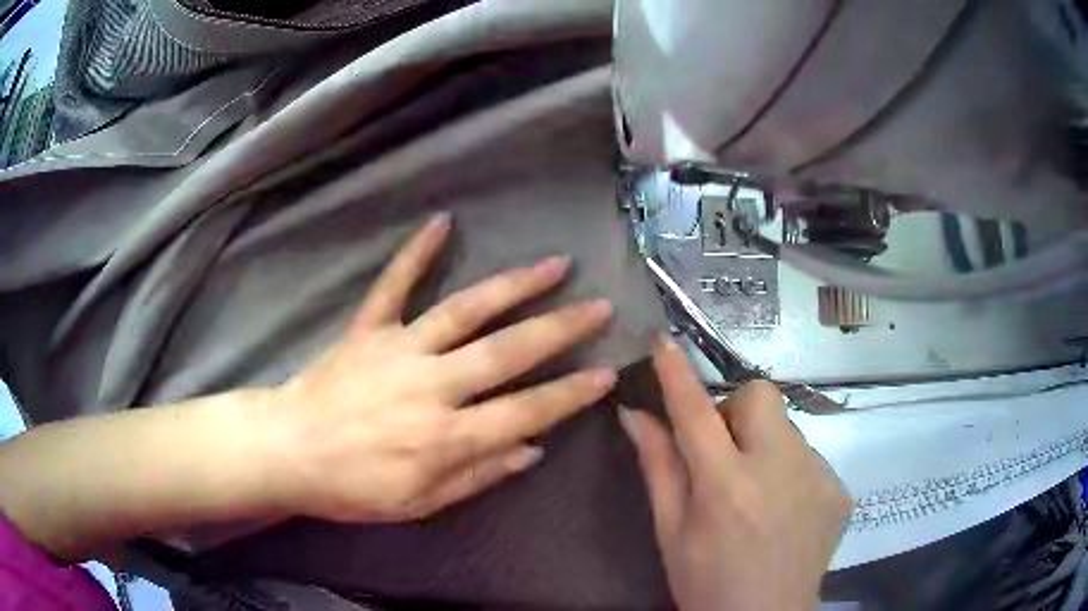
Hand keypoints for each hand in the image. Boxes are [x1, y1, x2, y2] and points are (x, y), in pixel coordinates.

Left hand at [265, 213, 617, 522]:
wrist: (289, 451)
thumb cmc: (354, 488)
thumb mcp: (421, 503)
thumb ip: (478, 475)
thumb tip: (532, 448)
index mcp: (446, 436)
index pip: (525, 411)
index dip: (570, 394)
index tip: (607, 373)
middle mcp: (432, 385)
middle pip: (507, 351)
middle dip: (560, 329)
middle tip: (599, 306)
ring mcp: (399, 349)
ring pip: (466, 310)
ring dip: (514, 285)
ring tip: (554, 264)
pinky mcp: (368, 329)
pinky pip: (394, 284)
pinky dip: (416, 252)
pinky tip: (442, 221)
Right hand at [620, 337, 850, 610]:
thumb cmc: (705, 584)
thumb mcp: (671, 533)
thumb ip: (658, 468)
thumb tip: (635, 415)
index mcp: (726, 488)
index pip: (697, 414)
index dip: (678, 375)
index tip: (665, 341)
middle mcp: (780, 472)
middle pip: (760, 396)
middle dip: (736, 411)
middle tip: (724, 454)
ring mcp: (819, 478)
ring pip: (787, 428)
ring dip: (765, 447)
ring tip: (757, 495)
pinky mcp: (840, 490)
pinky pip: (810, 458)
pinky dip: (791, 473)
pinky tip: (784, 512)